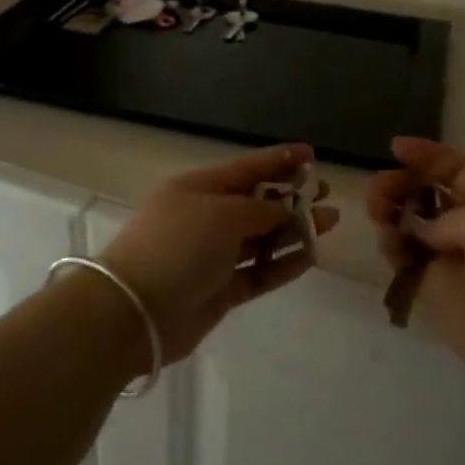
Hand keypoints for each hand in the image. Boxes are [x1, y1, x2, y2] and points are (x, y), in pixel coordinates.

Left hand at [102, 144, 338, 362]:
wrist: (135, 311)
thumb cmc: (177, 246)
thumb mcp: (221, 214)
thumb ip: (259, 210)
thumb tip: (282, 209)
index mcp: (199, 188)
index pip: (246, 168)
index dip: (279, 159)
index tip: (312, 154)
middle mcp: (206, 217)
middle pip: (256, 202)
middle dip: (291, 196)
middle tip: (325, 193)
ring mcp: (212, 256)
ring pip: (261, 238)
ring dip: (294, 230)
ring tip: (329, 222)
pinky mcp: (220, 290)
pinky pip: (259, 272)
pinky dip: (283, 264)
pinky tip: (311, 256)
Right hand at [368, 137, 464, 407]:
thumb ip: (449, 217)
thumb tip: (421, 230)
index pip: (458, 169)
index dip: (428, 156)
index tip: (395, 147)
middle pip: (428, 196)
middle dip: (402, 185)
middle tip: (378, 188)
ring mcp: (453, 262)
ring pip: (411, 228)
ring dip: (390, 212)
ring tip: (375, 209)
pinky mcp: (436, 295)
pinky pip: (405, 262)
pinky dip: (392, 247)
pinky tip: (386, 239)